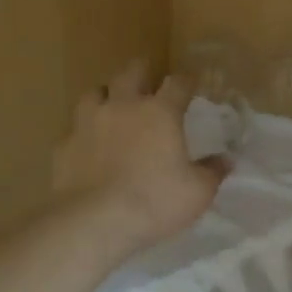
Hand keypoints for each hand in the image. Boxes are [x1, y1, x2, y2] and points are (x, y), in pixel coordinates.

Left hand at [52, 61, 228, 253]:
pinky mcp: (64, 145)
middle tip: (146, 78)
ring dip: (106, 95)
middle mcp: (123, 107)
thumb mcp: (197, 192)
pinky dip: (83, 133)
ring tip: (111, 105)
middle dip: (141, 71)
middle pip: (130, 73)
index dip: (187, 80)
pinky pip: (74, 130)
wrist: (94, 220)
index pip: (177, 83)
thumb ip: (212, 172)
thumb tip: (226, 160)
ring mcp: (88, 123)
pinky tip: (87, 146)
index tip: (192, 82)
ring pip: (95, 93)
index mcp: (160, 113)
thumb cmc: (154, 201)